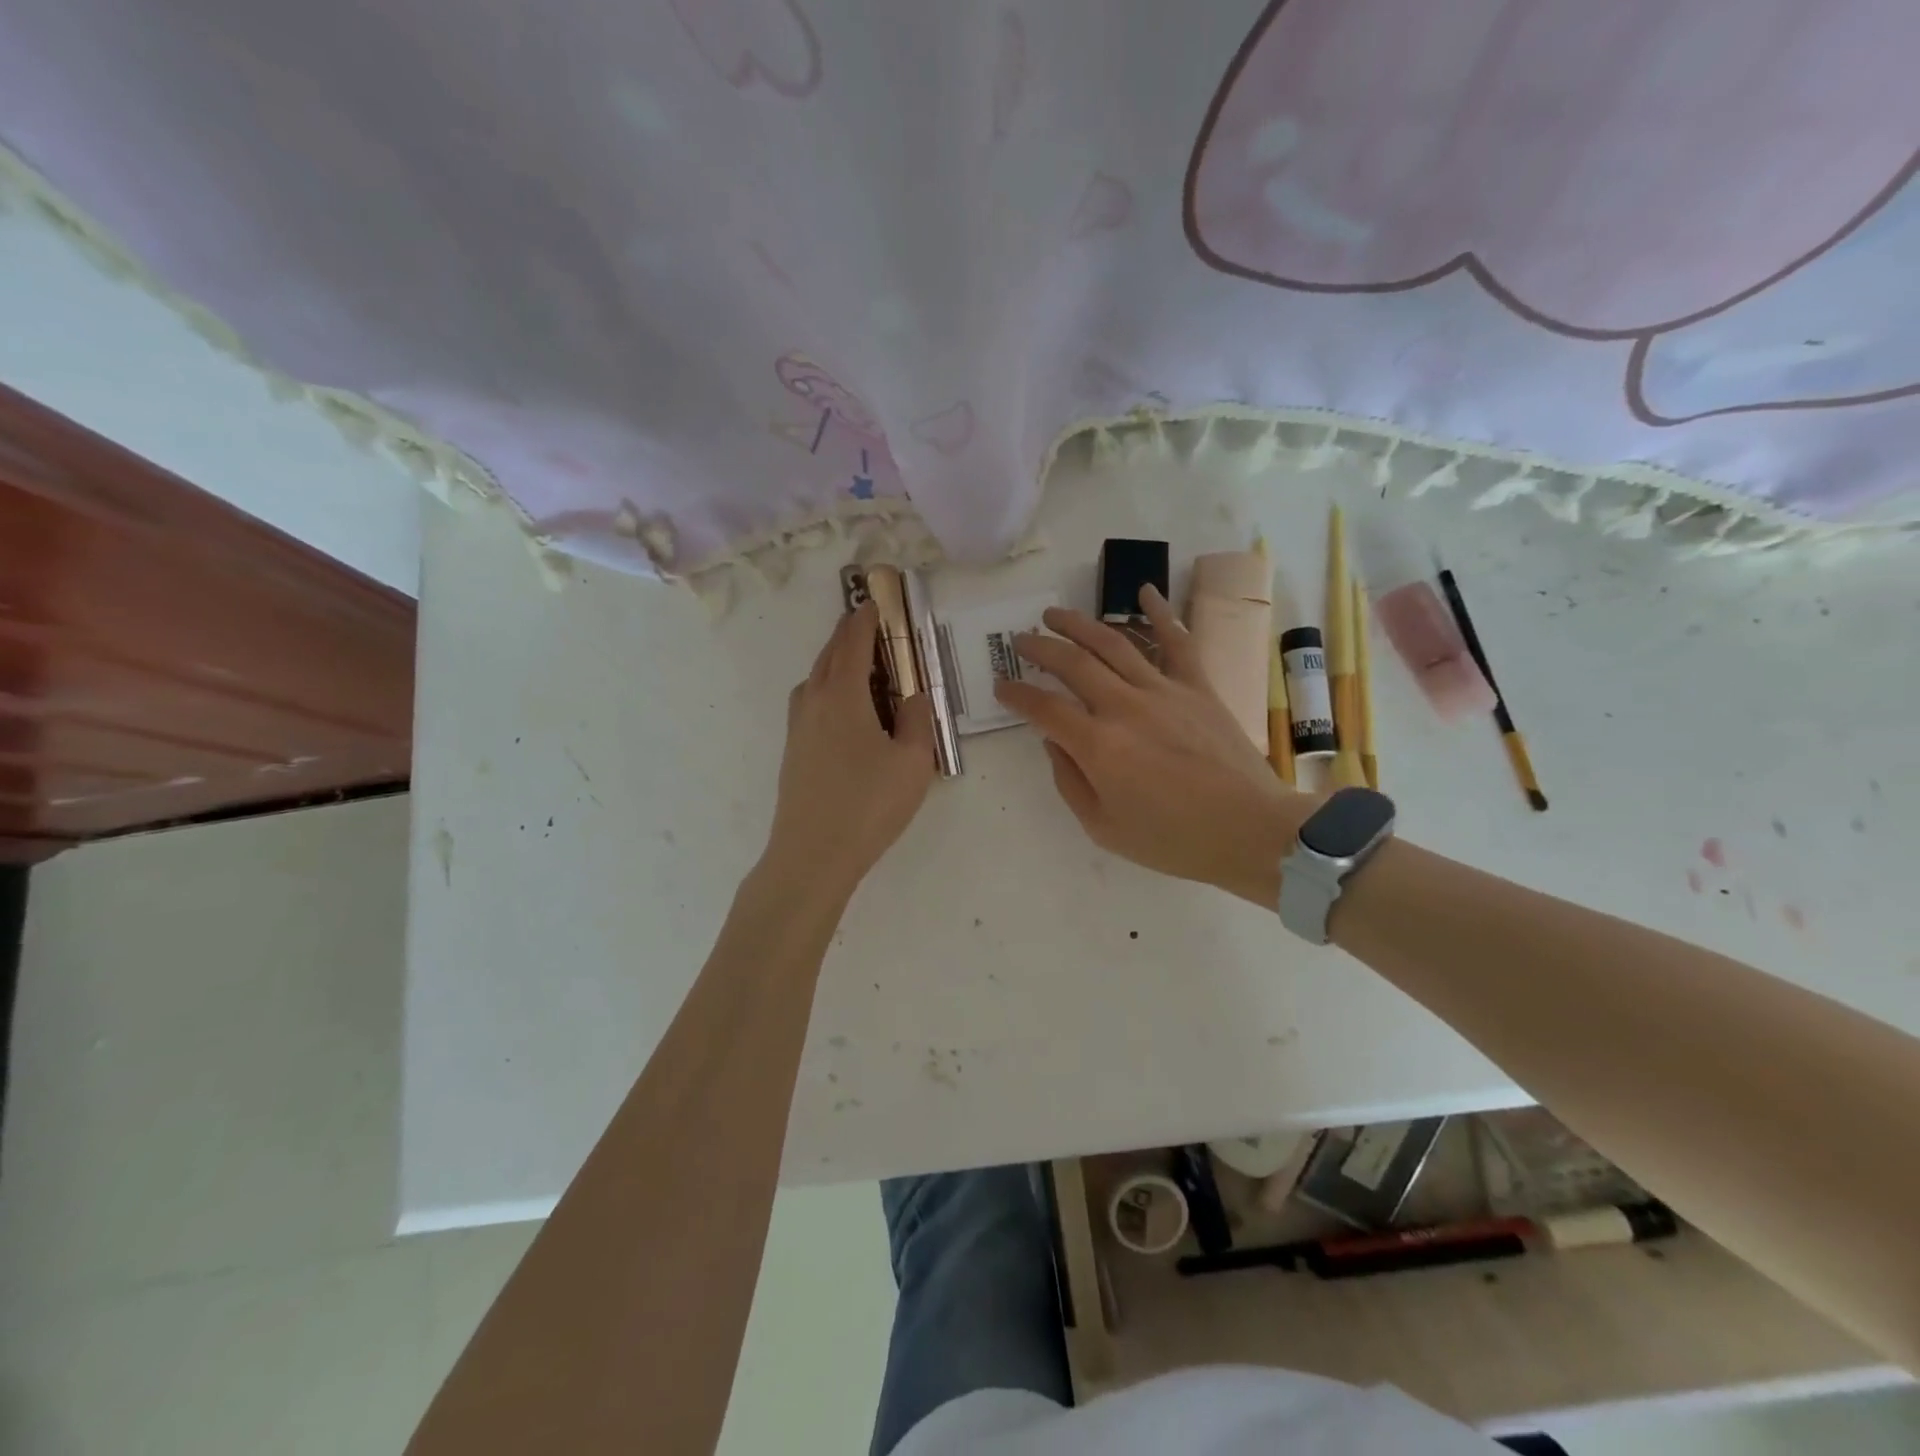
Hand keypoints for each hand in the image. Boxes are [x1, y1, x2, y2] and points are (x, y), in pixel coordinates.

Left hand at [763, 601, 936, 901]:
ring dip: (836, 663)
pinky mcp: (792, 751)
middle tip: (869, 626)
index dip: (865, 618)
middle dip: (848, 635)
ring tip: (861, 668)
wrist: (812, 855)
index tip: (875, 601)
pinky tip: (846, 712)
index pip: (853, 642)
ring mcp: (797, 727)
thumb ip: (918, 721)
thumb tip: (915, 696)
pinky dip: (828, 690)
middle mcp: (813, 701)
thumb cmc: (868, 805)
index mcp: (842, 695)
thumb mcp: (913, 762)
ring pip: (815, 680)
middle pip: (829, 655)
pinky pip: (811, 703)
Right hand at [993, 585, 1309, 906]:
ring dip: (1079, 624)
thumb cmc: (1172, 840)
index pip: (1044, 707)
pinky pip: (1177, 641)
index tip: (1001, 686)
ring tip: (1055, 615)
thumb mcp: (1103, 827)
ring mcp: (1164, 691)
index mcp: (1098, 745)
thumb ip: (1069, 781)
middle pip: (1072, 663)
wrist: (1249, 831)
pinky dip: (1160, 613)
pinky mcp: (1198, 687)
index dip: (1016, 694)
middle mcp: (1125, 707)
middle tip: (1021, 641)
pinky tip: (1144, 590)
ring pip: (1114, 643)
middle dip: (1040, 647)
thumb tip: (1053, 741)